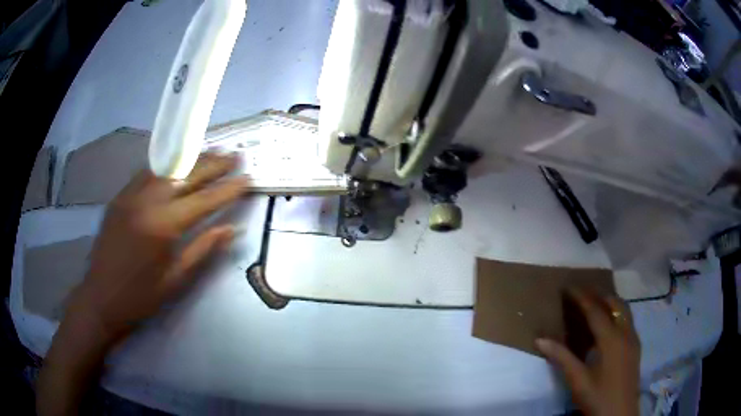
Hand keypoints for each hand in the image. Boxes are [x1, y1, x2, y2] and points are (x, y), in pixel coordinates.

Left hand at [67, 152, 248, 342]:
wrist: (100, 298)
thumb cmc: (141, 297)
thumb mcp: (176, 279)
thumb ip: (203, 249)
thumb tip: (231, 229)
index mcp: (163, 225)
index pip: (203, 200)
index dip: (228, 189)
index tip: (247, 178)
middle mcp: (147, 201)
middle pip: (186, 175)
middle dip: (213, 165)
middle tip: (234, 155)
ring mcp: (130, 195)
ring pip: (166, 168)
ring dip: (190, 160)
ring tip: (211, 152)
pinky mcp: (120, 197)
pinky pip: (147, 174)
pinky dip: (166, 167)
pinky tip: (176, 166)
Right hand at [536, 290, 640, 415]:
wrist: (620, 415)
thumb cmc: (598, 398)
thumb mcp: (578, 381)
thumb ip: (561, 358)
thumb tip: (540, 339)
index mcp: (611, 339)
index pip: (595, 310)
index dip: (581, 296)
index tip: (567, 286)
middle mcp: (625, 333)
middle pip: (615, 303)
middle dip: (599, 293)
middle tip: (581, 292)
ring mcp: (633, 339)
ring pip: (624, 310)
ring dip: (610, 302)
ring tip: (595, 302)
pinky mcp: (636, 347)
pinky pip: (627, 320)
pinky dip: (617, 313)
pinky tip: (609, 325)